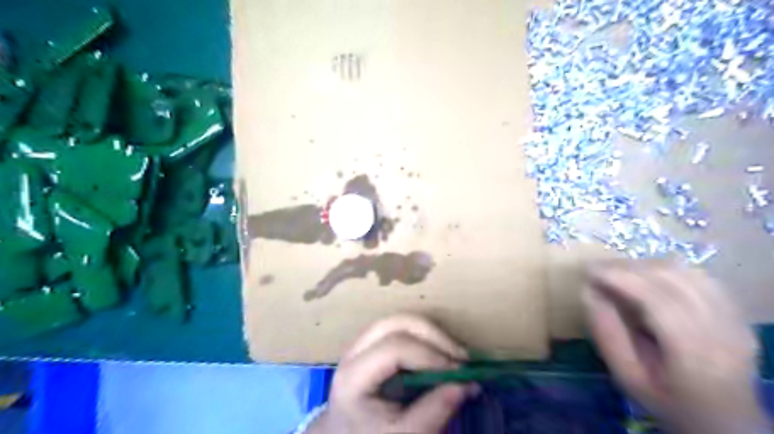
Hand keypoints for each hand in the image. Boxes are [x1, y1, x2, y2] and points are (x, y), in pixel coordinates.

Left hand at [308, 315, 478, 433]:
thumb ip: (435, 410)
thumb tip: (468, 384)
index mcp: (353, 377)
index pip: (393, 349)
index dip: (429, 355)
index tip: (458, 372)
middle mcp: (353, 353)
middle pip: (395, 324)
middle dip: (432, 335)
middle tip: (461, 357)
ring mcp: (361, 346)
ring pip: (398, 321)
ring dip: (430, 333)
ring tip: (455, 354)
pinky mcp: (372, 346)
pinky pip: (399, 330)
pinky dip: (423, 337)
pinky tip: (440, 354)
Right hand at [584, 260, 762, 433]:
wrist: (726, 422)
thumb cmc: (669, 402)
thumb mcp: (627, 376)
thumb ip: (607, 334)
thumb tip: (588, 292)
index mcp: (694, 355)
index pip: (658, 300)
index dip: (621, 278)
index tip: (589, 270)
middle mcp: (722, 331)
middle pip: (673, 281)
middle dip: (629, 267)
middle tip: (597, 268)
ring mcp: (735, 320)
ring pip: (687, 273)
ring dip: (646, 265)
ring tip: (618, 271)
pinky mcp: (736, 313)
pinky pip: (700, 277)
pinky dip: (668, 269)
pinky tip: (648, 276)